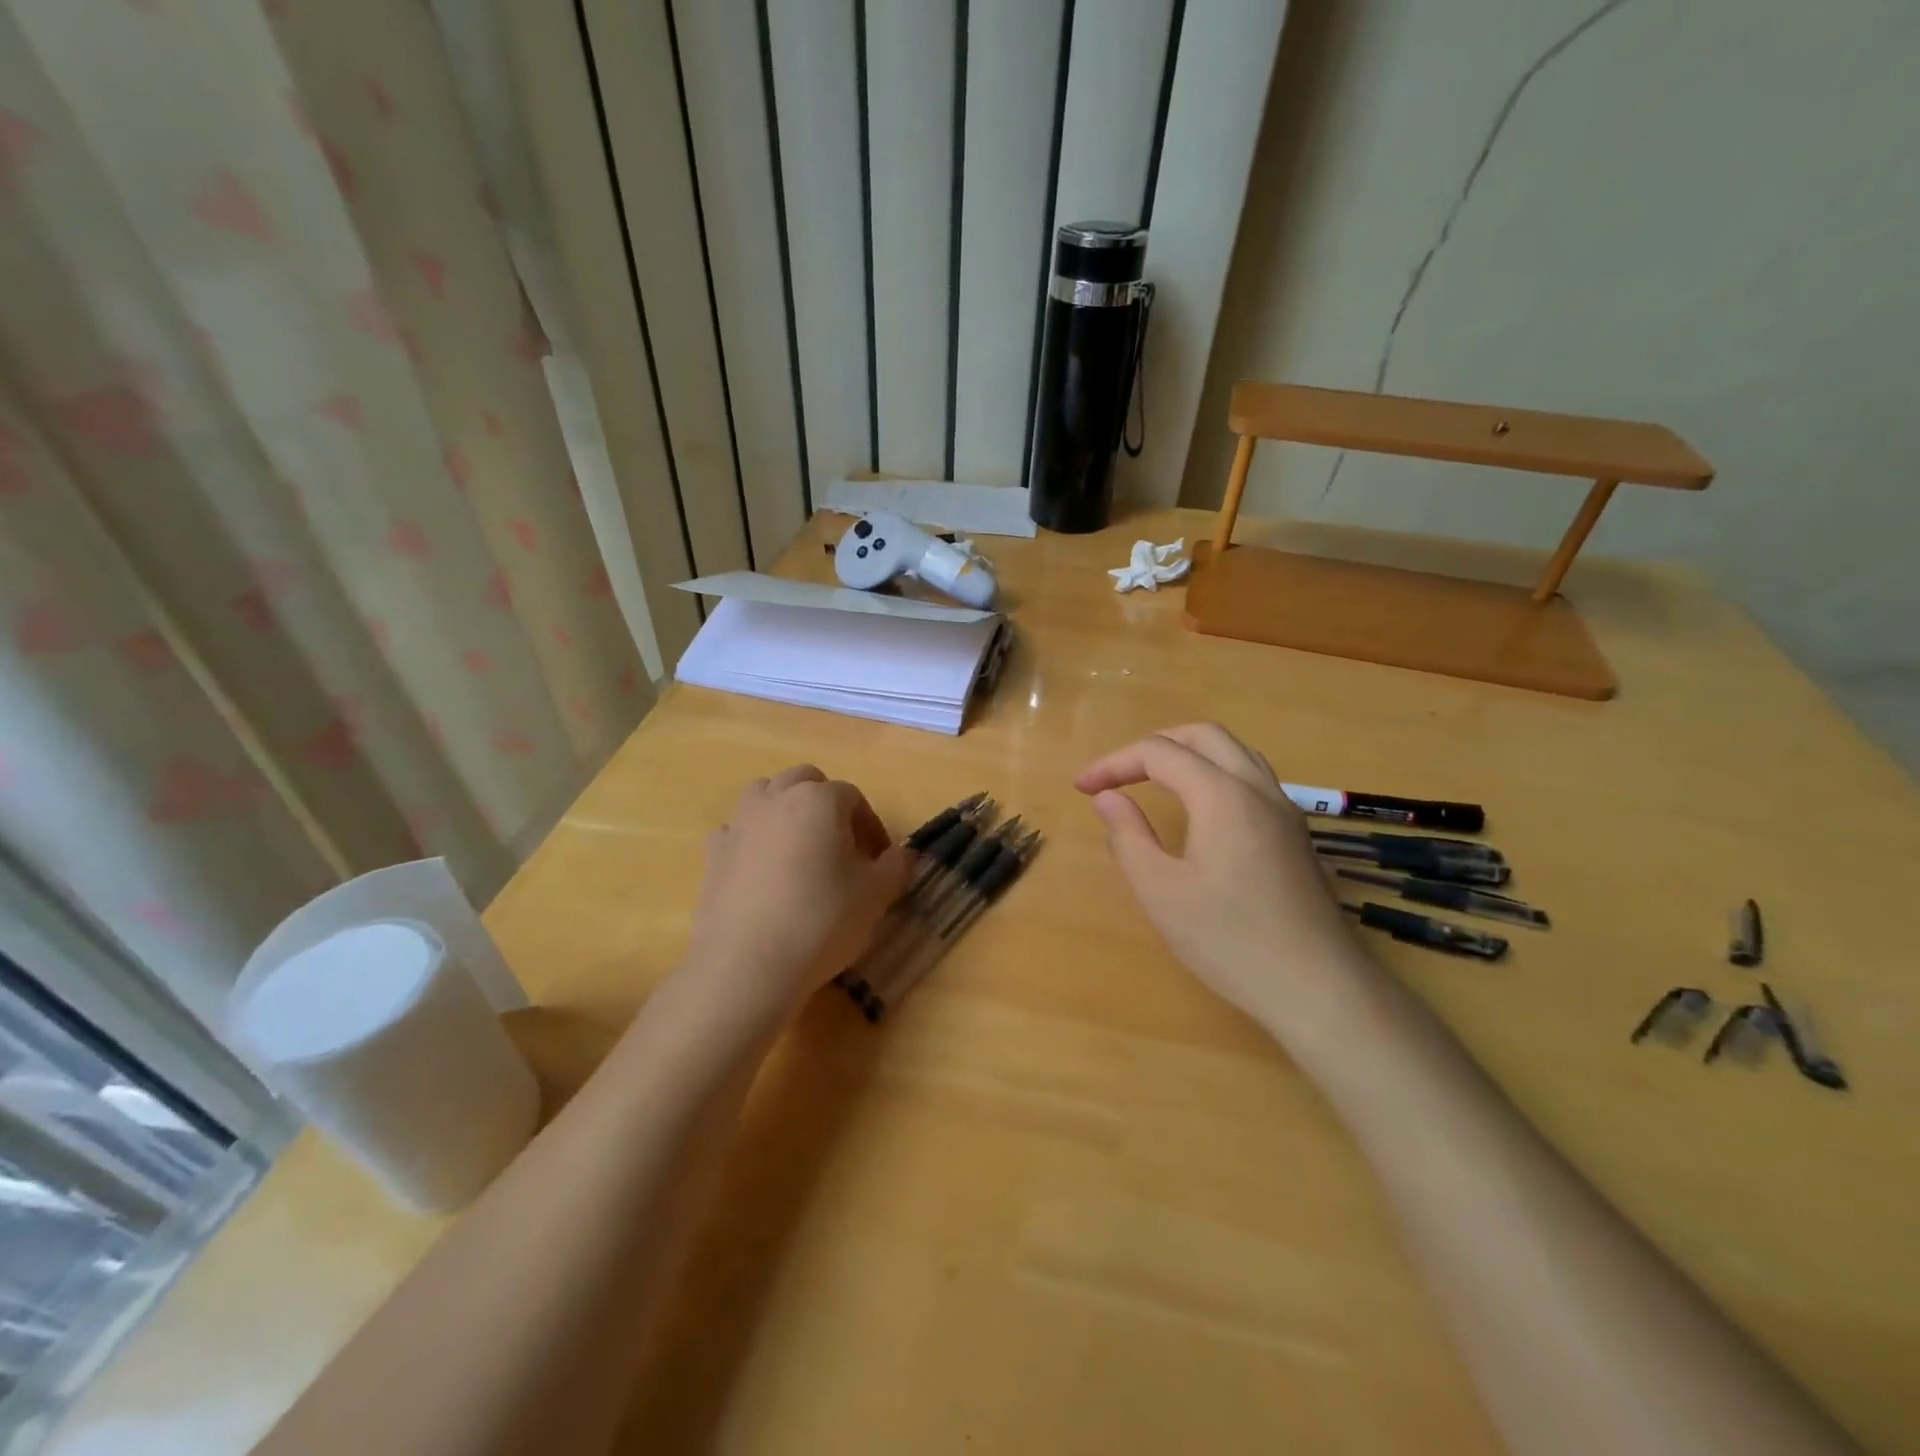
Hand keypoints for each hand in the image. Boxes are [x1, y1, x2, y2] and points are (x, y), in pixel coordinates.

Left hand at [684, 766, 912, 1019]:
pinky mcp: (713, 853)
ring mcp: (739, 823)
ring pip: (764, 794)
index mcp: (820, 800)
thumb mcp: (876, 896)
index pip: (854, 797)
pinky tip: (761, 870)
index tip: (879, 859)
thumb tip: (903, 854)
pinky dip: (751, 838)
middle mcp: (777, 799)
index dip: (871, 826)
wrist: (748, 964)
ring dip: (784, 808)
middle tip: (840, 844)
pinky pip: (736, 830)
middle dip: (826, 803)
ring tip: (799, 847)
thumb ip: (896, 866)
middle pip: (805, 781)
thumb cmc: (822, 920)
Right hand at [1074, 723, 1384, 1038]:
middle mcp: (1258, 788)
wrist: (1318, 988)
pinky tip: (1201, 810)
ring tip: (1154, 781)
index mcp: (1222, 795)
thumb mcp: (1160, 892)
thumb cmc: (1229, 940)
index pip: (1159, 752)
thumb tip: (1107, 798)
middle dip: (1154, 745)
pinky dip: (1216, 773)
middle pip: (1203, 736)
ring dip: (1189, 753)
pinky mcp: (1296, 834)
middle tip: (1119, 774)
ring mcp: (1284, 810)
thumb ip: (1128, 836)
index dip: (1114, 763)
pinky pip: (1252, 778)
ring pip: (1235, 752)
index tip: (1082, 789)